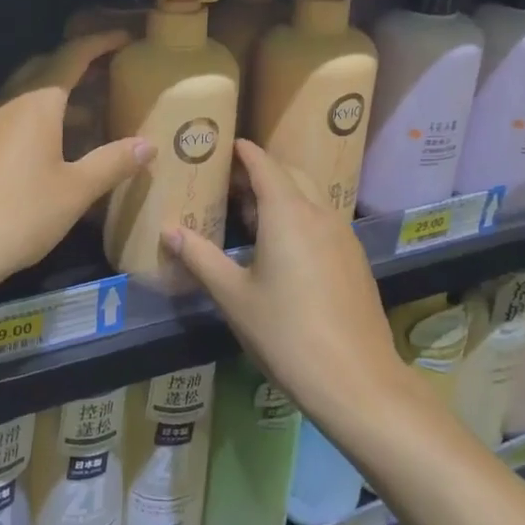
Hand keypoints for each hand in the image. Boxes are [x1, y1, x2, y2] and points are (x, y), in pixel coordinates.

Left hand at [0, 31, 153, 300]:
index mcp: (36, 103)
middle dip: (77, 64)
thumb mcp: (75, 191)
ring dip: (57, 93)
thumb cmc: (18, 214)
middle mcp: (7, 104)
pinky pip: (11, 116)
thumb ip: (113, 163)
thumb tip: (147, 144)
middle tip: (108, 71)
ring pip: (26, 94)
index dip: (99, 43)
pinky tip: (51, 145)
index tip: (124, 37)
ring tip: (89, 110)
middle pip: (44, 69)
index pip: (72, 56)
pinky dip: (38, 116)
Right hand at [164, 140, 398, 425]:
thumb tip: (168, 231)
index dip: (244, 152)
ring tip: (252, 211)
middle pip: (291, 174)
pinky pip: (324, 220)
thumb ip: (200, 257)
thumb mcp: (233, 296)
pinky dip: (300, 215)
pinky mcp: (355, 259)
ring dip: (283, 192)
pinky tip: (284, 245)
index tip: (225, 144)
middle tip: (230, 181)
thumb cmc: (286, 333)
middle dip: (262, 170)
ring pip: (311, 197)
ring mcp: (343, 236)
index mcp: (288, 214)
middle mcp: (320, 214)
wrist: (356, 380)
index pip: (264, 165)